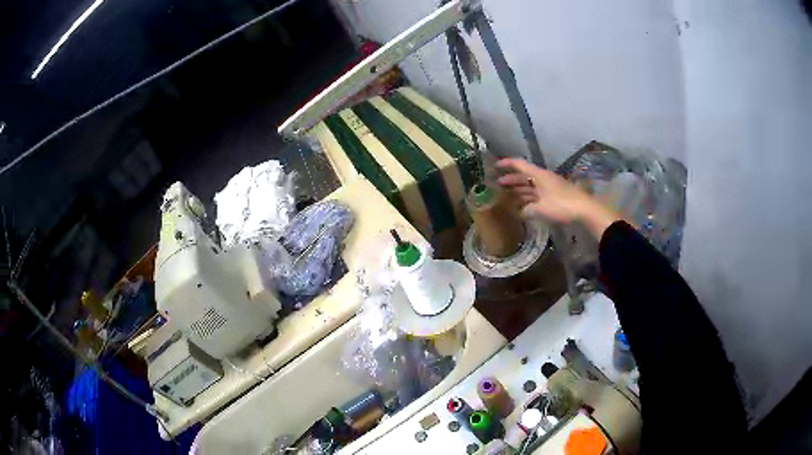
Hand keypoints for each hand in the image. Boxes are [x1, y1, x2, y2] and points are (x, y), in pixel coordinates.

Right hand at [496, 158, 619, 238]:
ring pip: (531, 186)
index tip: (495, 166)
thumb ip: (527, 210)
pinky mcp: (556, 196)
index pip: (519, 165)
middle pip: (525, 176)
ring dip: (520, 191)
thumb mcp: (541, 209)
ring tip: (507, 197)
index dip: (507, 164)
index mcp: (539, 175)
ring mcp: (550, 187)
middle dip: (511, 180)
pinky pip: (538, 195)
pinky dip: (529, 199)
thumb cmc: (562, 205)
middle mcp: (543, 178)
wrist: (585, 210)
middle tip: (498, 185)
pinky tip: (523, 207)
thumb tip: (519, 213)